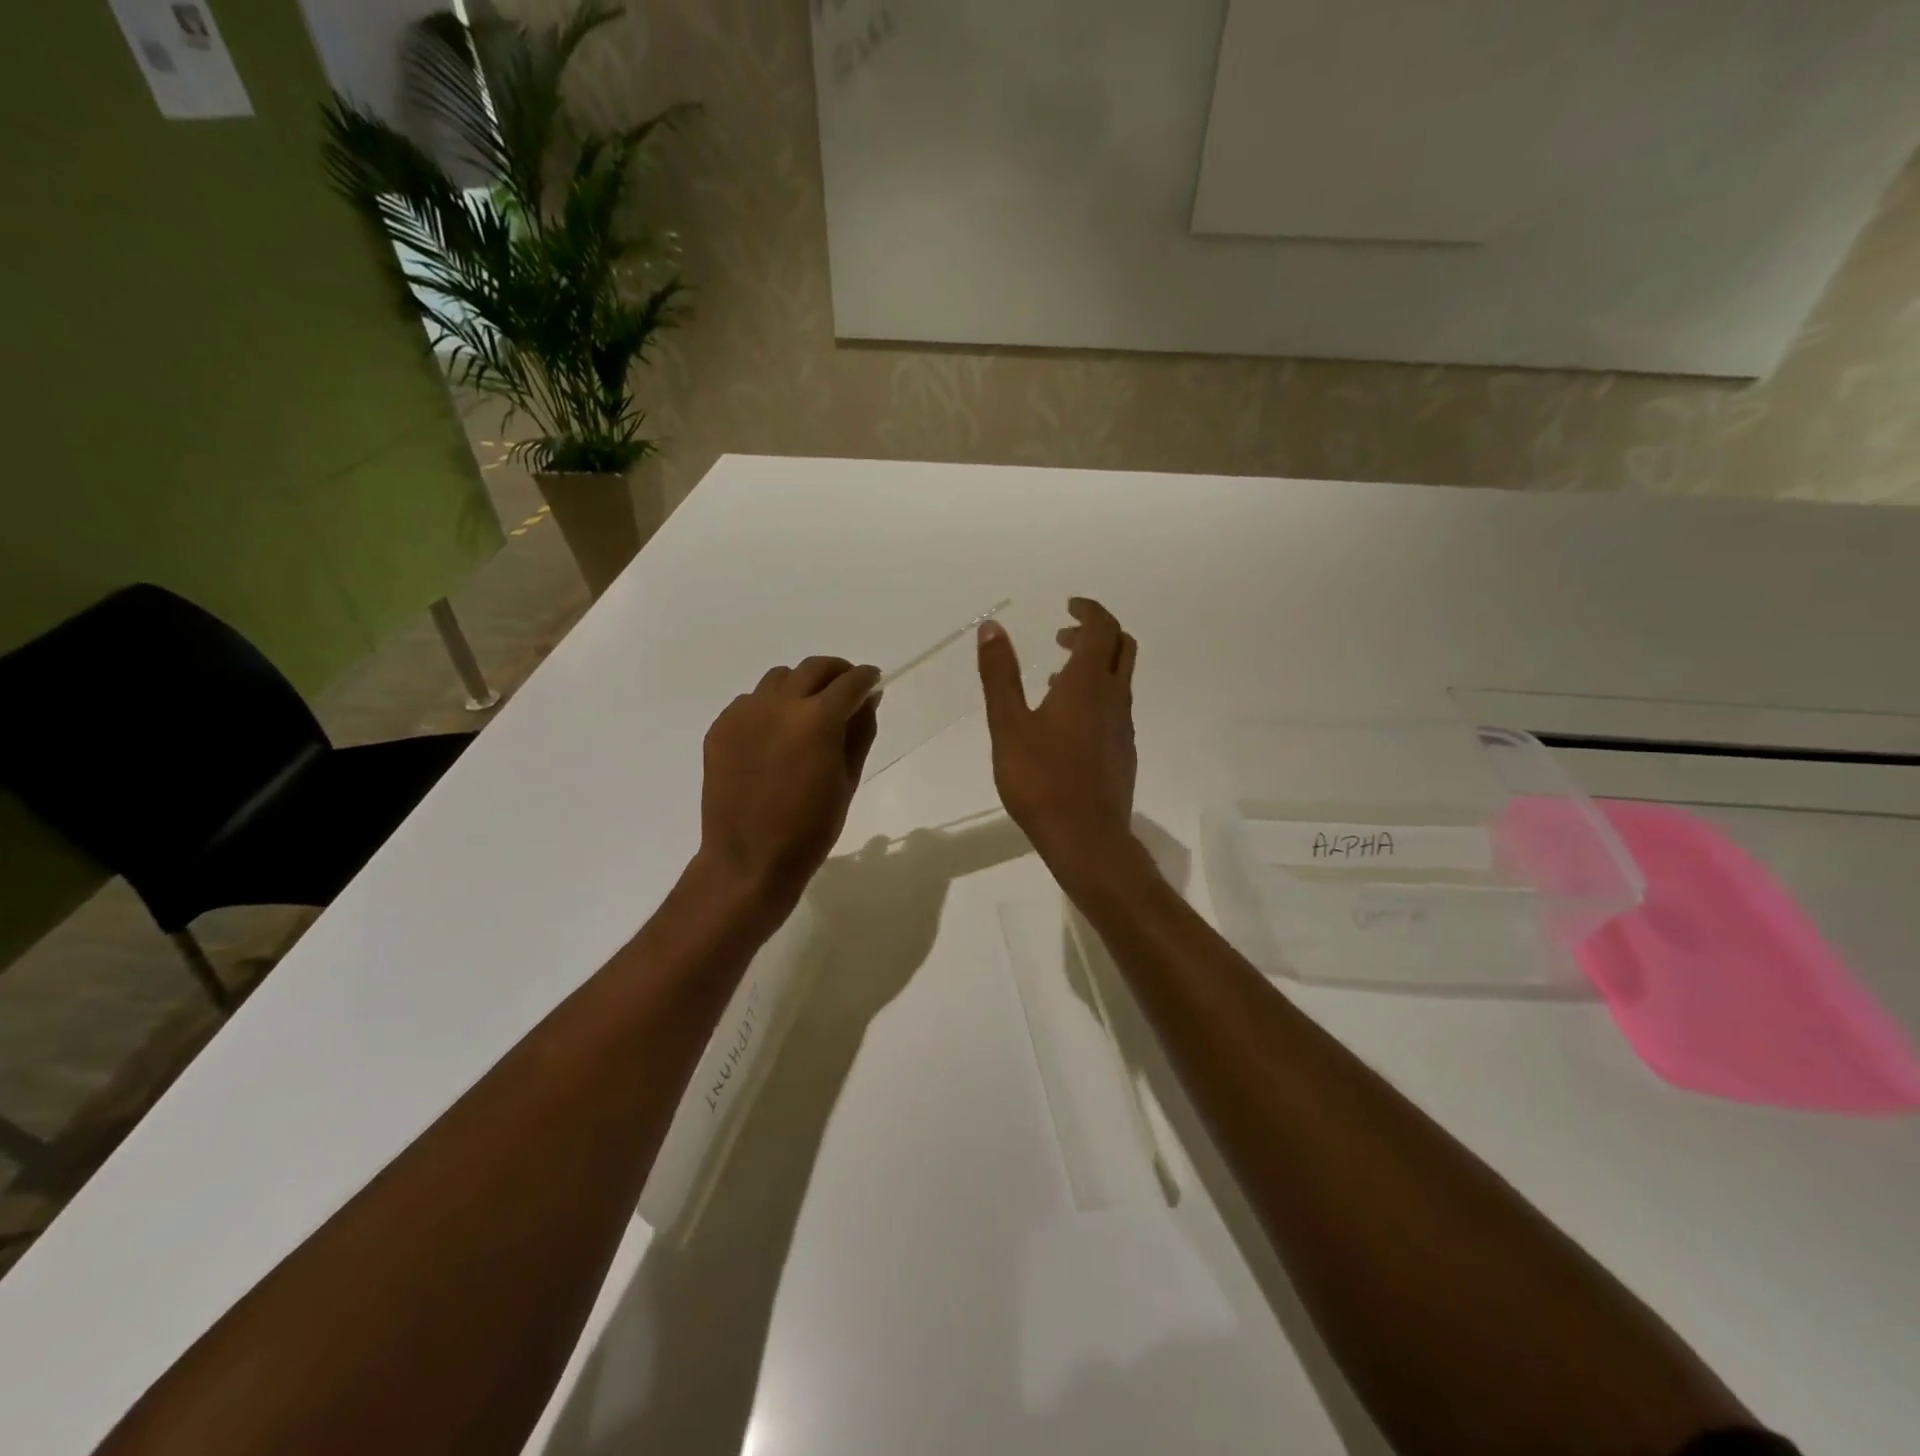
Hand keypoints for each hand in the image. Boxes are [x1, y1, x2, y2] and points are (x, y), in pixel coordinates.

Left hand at [695, 655, 880, 919]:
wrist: (749, 859)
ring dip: (800, 685)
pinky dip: (769, 706)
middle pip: (813, 668)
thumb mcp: (848, 780)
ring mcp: (744, 714)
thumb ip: (860, 731)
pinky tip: (774, 734)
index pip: (850, 682)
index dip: (866, 677)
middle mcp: (779, 705)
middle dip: (836, 672)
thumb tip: (868, 698)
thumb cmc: (811, 828)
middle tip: (846, 688)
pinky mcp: (720, 728)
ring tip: (808, 710)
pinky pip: (750, 701)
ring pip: (779, 679)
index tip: (873, 681)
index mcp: (817, 719)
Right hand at [977, 598, 1145, 893]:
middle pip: (1122, 647)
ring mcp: (1123, 727)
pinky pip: (1115, 707)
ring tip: (1054, 677)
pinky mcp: (1123, 752)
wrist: (1086, 838)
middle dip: (1096, 632)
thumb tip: (992, 628)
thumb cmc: (1040, 780)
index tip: (1069, 605)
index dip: (1089, 610)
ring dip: (1095, 665)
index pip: (1102, 628)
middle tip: (1062, 635)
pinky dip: (1096, 694)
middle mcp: (1114, 698)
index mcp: (1088, 684)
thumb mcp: (1008, 725)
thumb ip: (1000, 675)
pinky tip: (1065, 721)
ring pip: (1119, 679)